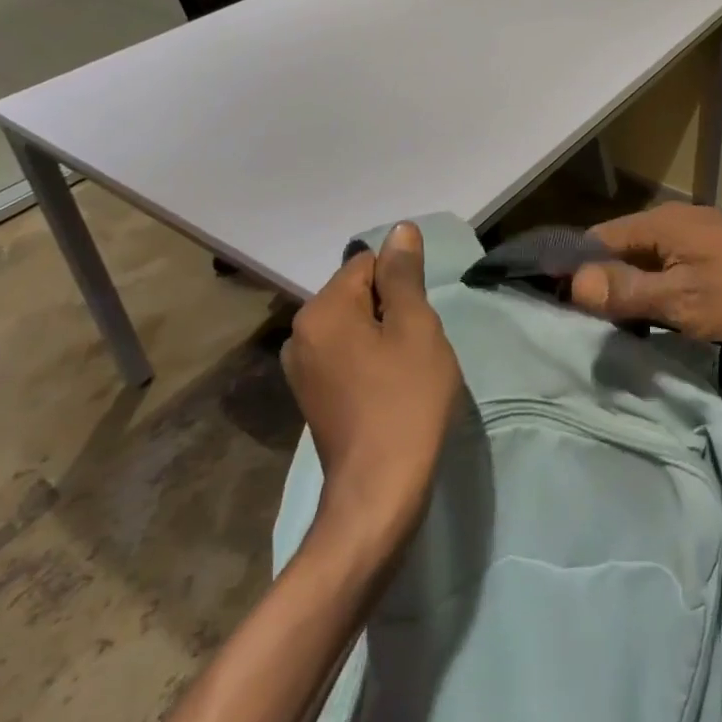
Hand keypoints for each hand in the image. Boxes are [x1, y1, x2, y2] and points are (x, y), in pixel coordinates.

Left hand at [284, 223, 462, 551]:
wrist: (380, 491)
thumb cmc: (406, 400)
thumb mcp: (416, 328)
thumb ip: (405, 276)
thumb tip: (400, 230)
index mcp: (322, 310)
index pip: (368, 263)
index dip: (402, 284)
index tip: (421, 319)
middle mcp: (300, 333)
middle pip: (358, 294)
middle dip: (392, 309)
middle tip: (418, 346)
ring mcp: (301, 368)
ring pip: (354, 326)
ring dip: (383, 336)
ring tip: (407, 370)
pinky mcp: (311, 396)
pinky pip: (346, 356)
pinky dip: (370, 361)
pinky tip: (390, 389)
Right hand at [568, 205, 721, 349]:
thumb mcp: (681, 299)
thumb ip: (626, 291)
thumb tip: (573, 283)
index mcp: (660, 223)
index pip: (597, 239)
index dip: (575, 269)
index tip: (559, 305)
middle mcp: (677, 222)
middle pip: (623, 250)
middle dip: (603, 284)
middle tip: (587, 326)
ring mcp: (703, 239)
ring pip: (652, 263)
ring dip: (634, 292)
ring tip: (617, 329)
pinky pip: (677, 272)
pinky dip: (662, 294)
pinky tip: (660, 322)